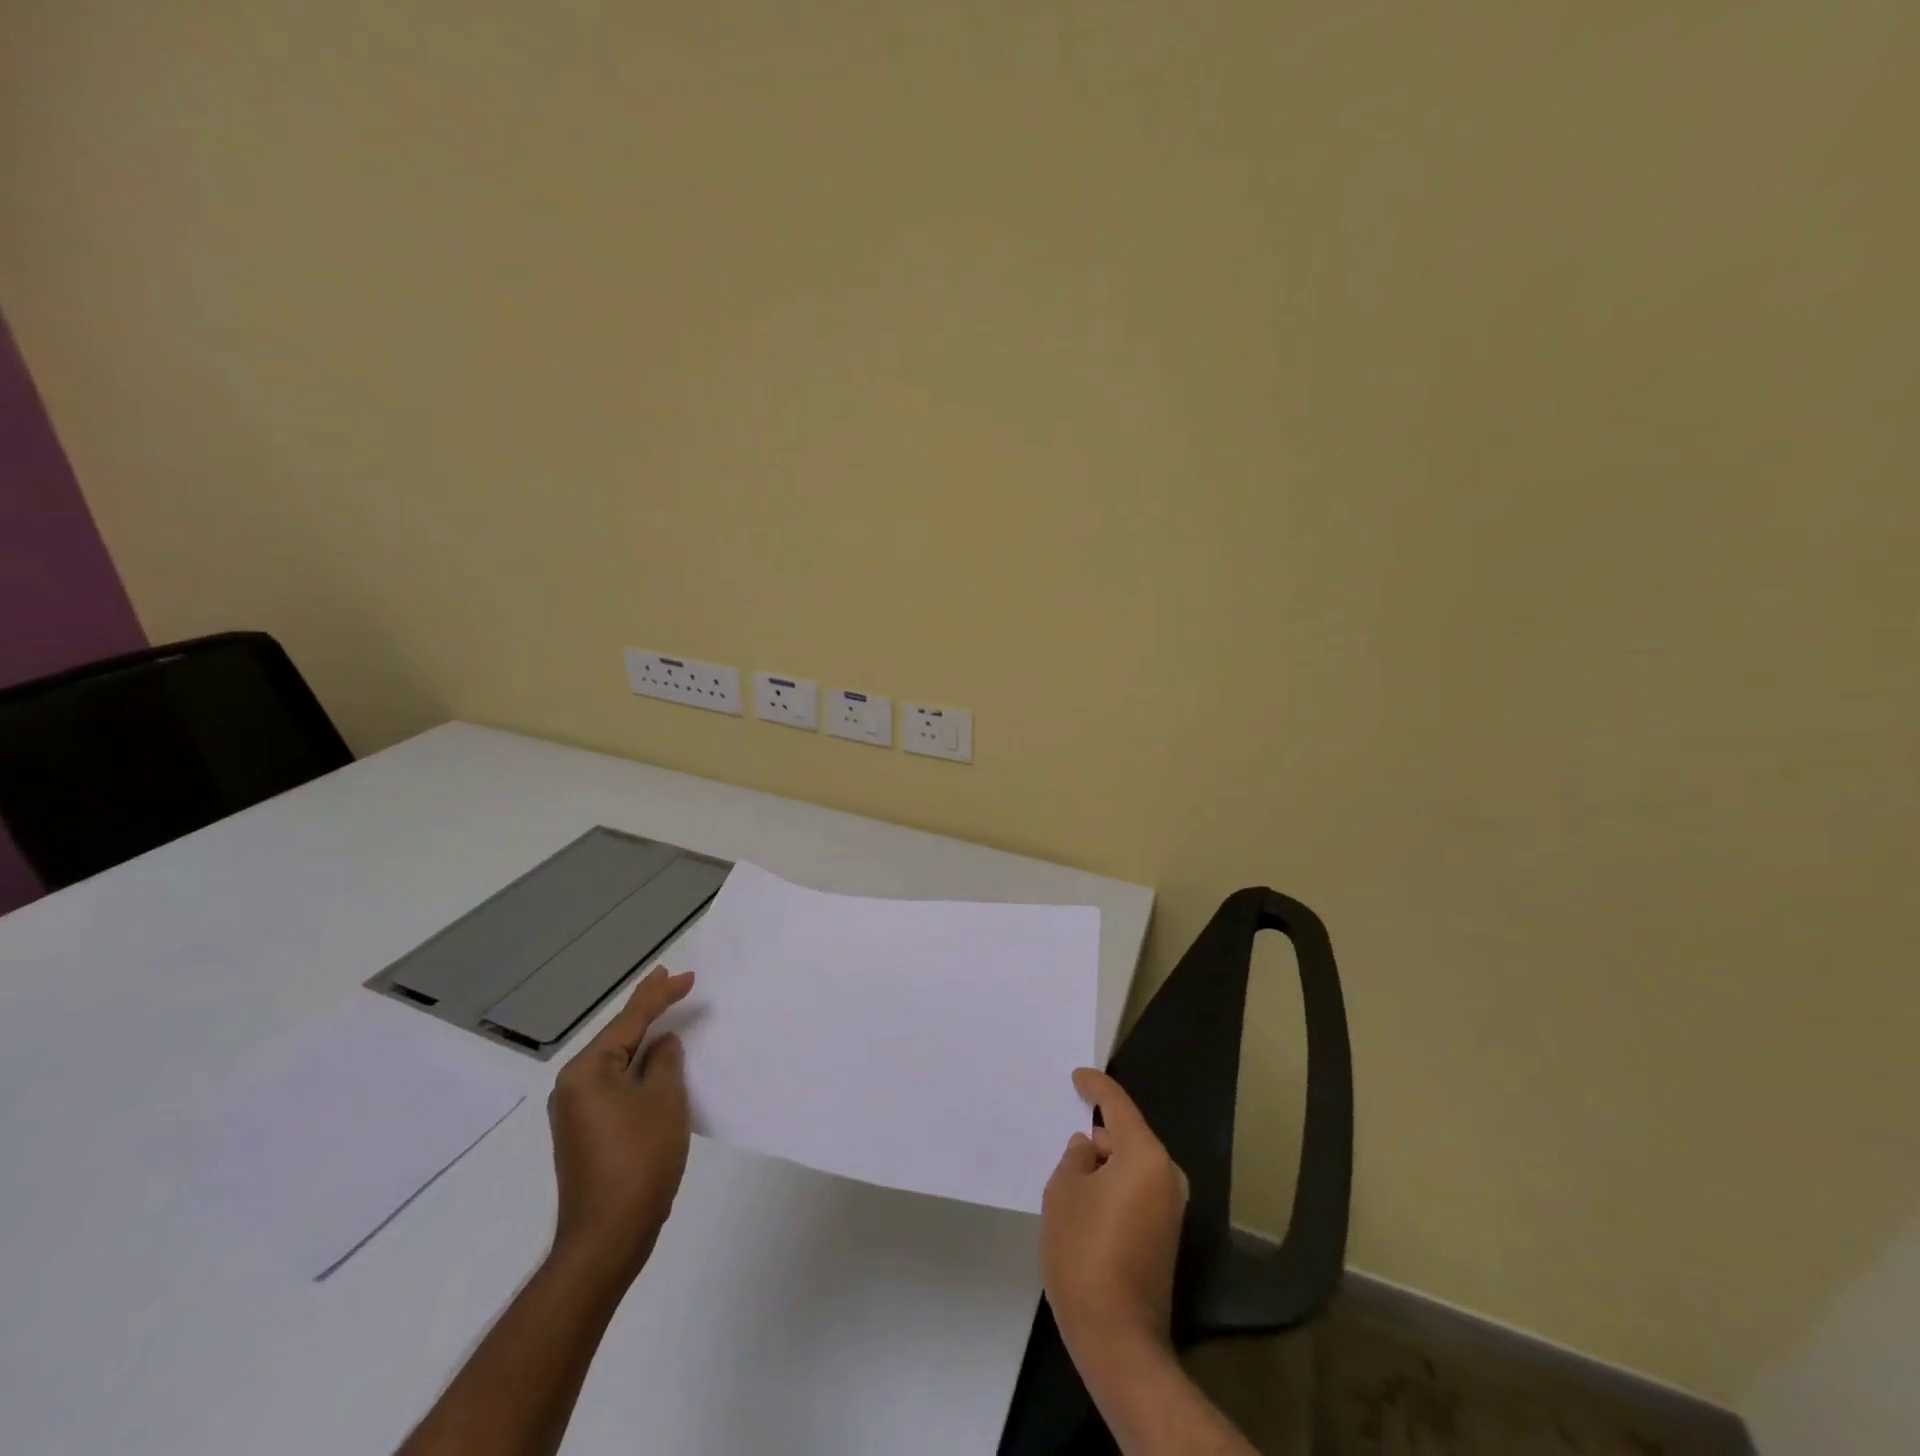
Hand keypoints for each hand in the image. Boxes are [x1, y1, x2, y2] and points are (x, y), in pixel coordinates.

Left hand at [547, 966, 694, 1285]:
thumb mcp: (664, 1100)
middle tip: (668, 978)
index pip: (629, 1020)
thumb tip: (661, 1045)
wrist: (607, 1238)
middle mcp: (573, 1086)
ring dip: (641, 1037)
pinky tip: (652, 1060)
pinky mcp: (586, 1132)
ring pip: (616, 1060)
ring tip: (662, 1010)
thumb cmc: (639, 1159)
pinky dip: (636, 1066)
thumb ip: (665, 1061)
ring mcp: (576, 1111)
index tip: (686, 976)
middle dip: (645, 1008)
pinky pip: (615, 1083)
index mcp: (587, 1071)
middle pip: (616, 1036)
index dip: (660, 995)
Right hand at [1040, 1068, 1188, 1378]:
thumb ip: (1075, 1159)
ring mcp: (1171, 1209)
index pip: (1118, 1106)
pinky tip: (1086, 1204)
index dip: (1096, 1087)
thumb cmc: (1084, 1253)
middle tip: (1064, 1143)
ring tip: (1069, 1178)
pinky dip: (1113, 1189)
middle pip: (1127, 1137)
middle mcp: (1167, 1176)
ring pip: (1130, 1167)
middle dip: (1097, 1137)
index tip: (1078, 1076)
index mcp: (1145, 1156)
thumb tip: (1089, 1149)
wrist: (1118, 1338)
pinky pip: (1136, 1192)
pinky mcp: (1166, 1236)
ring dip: (1104, 1166)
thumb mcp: (1063, 1193)